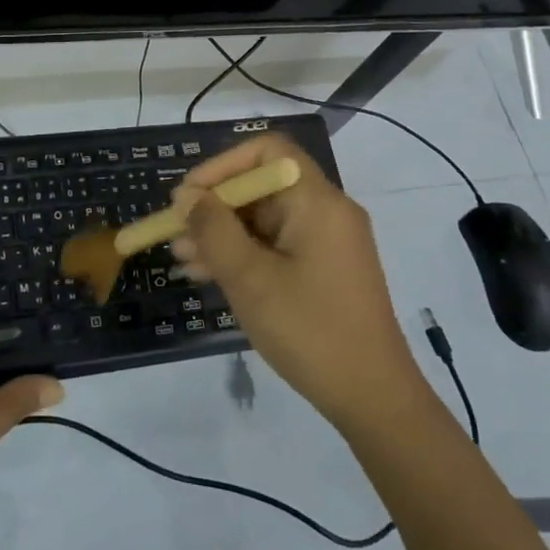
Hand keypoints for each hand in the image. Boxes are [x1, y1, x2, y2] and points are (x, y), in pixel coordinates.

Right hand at [171, 134, 419, 428]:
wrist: (373, 399)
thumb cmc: (309, 330)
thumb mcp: (250, 278)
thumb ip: (213, 230)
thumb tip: (187, 196)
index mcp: (317, 201)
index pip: (268, 151)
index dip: (223, 165)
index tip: (190, 194)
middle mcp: (326, 211)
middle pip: (262, 186)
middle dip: (215, 206)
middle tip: (175, 231)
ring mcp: (327, 241)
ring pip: (265, 219)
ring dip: (222, 233)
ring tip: (182, 258)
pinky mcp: (324, 269)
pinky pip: (276, 245)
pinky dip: (244, 253)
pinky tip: (208, 274)